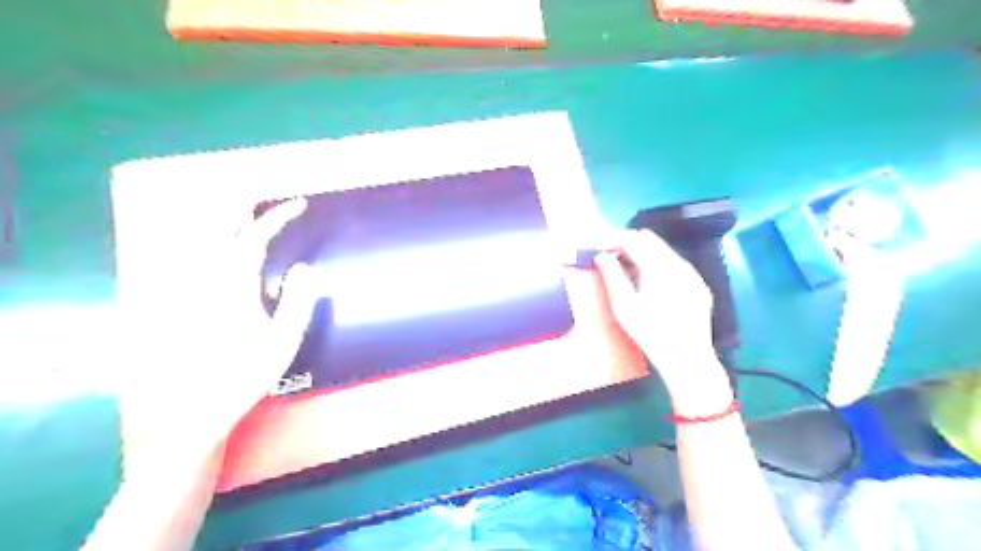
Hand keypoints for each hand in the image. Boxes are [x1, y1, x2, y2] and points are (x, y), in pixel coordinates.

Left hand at [119, 197, 317, 476]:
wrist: (198, 404)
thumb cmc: (247, 373)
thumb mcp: (284, 340)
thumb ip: (298, 301)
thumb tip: (306, 268)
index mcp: (234, 287)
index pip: (255, 237)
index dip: (278, 216)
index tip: (299, 204)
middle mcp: (206, 280)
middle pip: (218, 228)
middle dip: (242, 205)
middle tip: (264, 197)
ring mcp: (191, 289)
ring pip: (202, 238)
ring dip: (225, 218)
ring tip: (245, 210)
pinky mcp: (184, 300)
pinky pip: (195, 257)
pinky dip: (210, 241)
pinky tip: (218, 243)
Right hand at [593, 231, 723, 396]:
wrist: (688, 358)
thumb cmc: (650, 333)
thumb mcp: (623, 305)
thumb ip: (611, 275)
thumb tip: (602, 256)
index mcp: (658, 266)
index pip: (632, 239)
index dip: (612, 240)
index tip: (599, 248)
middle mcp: (679, 264)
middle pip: (649, 240)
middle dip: (627, 245)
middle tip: (610, 261)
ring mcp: (692, 274)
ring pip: (663, 252)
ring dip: (643, 256)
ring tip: (627, 275)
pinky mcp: (699, 286)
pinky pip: (676, 266)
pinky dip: (659, 268)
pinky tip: (650, 287)